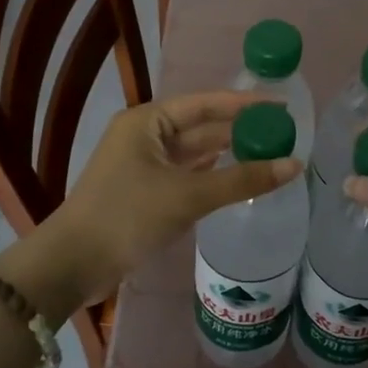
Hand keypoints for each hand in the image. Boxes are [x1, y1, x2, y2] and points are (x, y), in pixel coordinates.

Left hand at [0, 91, 299, 323]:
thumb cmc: (127, 215)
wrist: (73, 263)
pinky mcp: (143, 193)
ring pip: (194, 154)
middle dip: (239, 131)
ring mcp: (142, 165)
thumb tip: (294, 165)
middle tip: (283, 136)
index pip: (206, 104)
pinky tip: (236, 179)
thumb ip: (242, 180)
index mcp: (148, 121)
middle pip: (201, 127)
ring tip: (269, 155)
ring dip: (227, 155)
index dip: (245, 104)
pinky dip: (211, 177)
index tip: (282, 107)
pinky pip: (186, 176)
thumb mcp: (188, 195)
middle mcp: (144, 136)